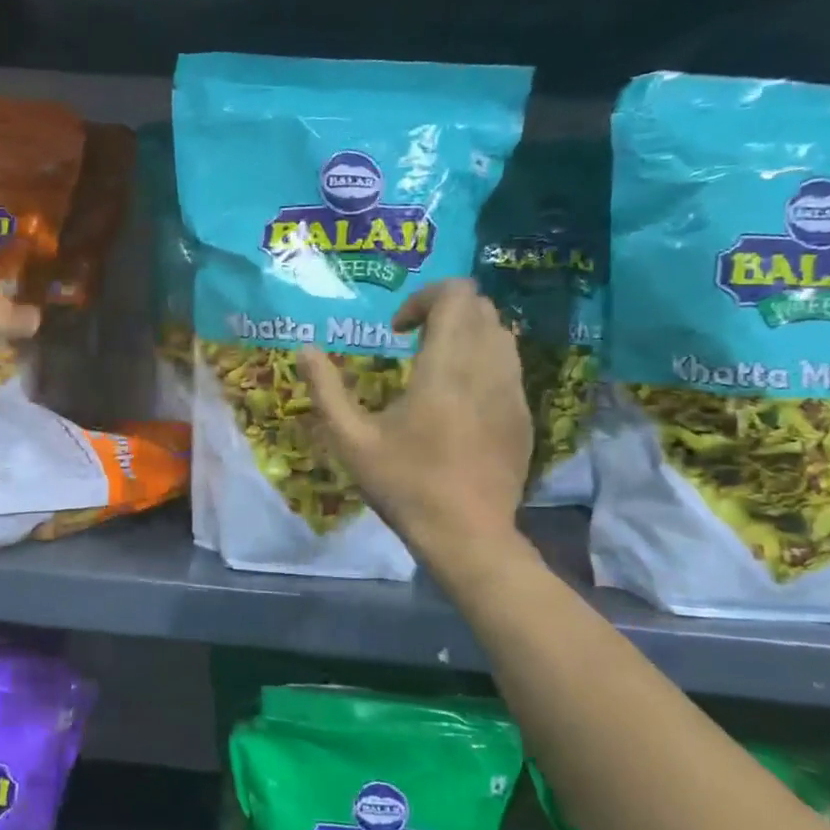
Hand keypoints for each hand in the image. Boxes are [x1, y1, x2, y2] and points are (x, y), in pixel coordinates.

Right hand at [300, 279, 529, 558]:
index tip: (397, 330)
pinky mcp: (524, 414)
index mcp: (446, 367)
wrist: (467, 535)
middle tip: (411, 342)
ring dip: (466, 335)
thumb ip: (326, 389)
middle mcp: (487, 368)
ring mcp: (513, 391)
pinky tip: (458, 400)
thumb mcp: (351, 440)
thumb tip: (304, 349)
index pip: (458, 295)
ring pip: (500, 334)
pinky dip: (482, 362)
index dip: (425, 297)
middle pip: (481, 307)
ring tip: (434, 367)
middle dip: (444, 312)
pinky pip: (508, 366)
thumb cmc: (404, 485)